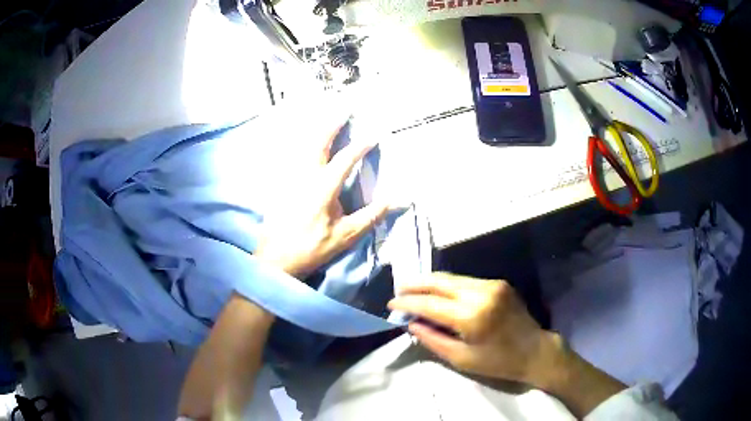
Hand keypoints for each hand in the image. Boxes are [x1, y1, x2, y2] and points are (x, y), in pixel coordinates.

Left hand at [256, 118, 389, 278]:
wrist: (276, 259)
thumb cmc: (312, 248)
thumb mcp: (345, 235)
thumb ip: (371, 215)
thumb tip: (397, 200)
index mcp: (322, 187)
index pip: (345, 160)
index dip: (360, 147)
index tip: (373, 136)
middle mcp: (304, 176)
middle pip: (318, 144)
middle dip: (331, 126)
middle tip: (342, 111)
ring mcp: (289, 179)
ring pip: (302, 148)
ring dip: (316, 133)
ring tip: (326, 122)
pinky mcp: (280, 186)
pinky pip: (292, 159)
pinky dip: (302, 148)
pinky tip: (305, 146)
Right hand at [388, 273, 627, 417]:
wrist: (535, 350)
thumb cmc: (498, 362)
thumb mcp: (461, 359)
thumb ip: (433, 340)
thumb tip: (411, 323)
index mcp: (472, 317)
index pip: (430, 305)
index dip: (408, 304)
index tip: (391, 305)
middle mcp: (481, 293)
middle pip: (440, 282)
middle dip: (416, 284)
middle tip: (398, 289)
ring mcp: (492, 284)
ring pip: (453, 277)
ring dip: (431, 282)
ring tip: (413, 288)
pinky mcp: (498, 283)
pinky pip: (466, 280)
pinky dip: (448, 285)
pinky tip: (438, 291)